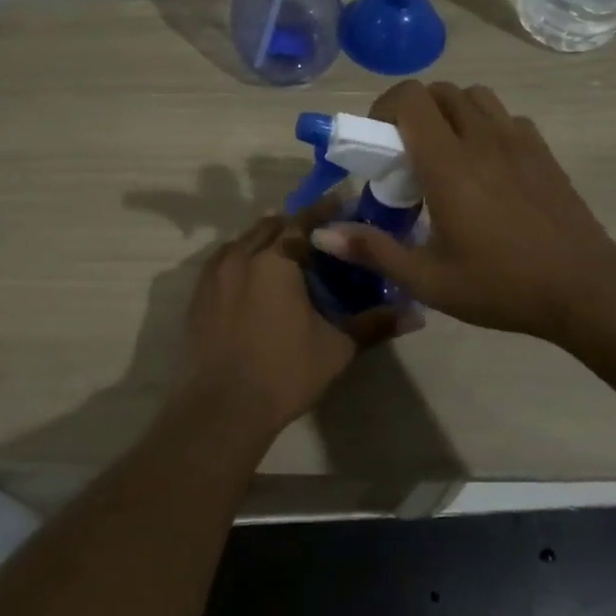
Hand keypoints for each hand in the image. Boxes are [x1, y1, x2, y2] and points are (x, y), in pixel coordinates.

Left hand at [174, 207, 405, 443]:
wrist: (222, 408)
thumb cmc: (284, 372)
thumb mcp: (336, 348)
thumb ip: (374, 323)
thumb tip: (416, 314)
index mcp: (276, 260)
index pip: (303, 221)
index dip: (324, 212)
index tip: (342, 207)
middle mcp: (241, 255)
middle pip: (271, 226)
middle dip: (295, 226)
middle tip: (319, 240)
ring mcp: (214, 273)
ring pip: (245, 241)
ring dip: (267, 241)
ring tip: (288, 260)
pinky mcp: (198, 293)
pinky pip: (225, 261)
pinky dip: (244, 260)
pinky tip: (256, 282)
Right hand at [311, 81, 615, 344]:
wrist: (585, 289)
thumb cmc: (500, 285)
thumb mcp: (428, 279)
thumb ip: (372, 250)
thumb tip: (321, 233)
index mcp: (449, 164)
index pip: (411, 98)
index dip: (385, 107)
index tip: (377, 141)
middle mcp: (482, 139)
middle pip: (440, 91)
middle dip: (414, 110)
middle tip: (406, 152)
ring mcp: (518, 140)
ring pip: (475, 96)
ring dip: (451, 112)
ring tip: (445, 153)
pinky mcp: (542, 151)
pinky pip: (505, 117)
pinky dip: (485, 125)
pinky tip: (486, 166)